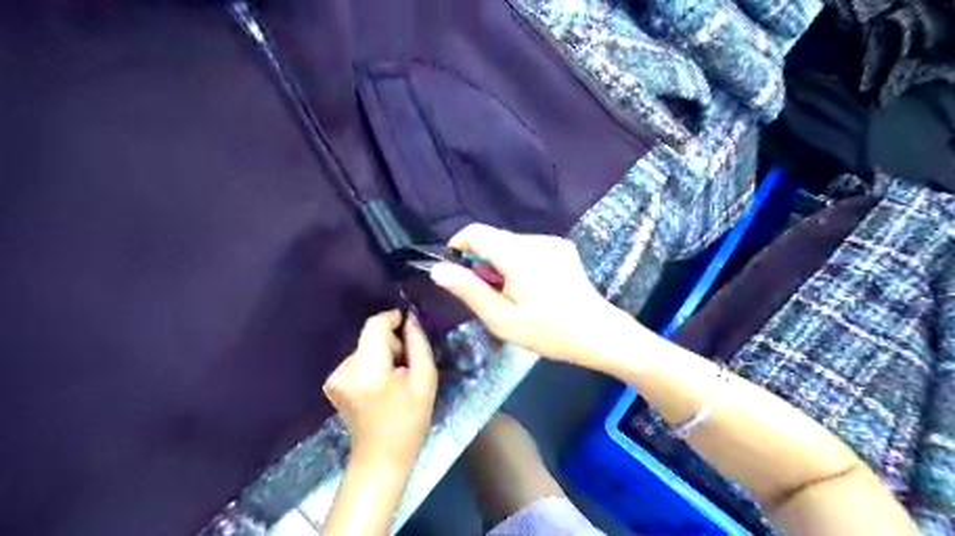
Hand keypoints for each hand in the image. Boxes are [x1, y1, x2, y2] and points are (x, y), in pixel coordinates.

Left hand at [324, 310, 436, 468]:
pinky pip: (358, 360)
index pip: (375, 326)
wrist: (382, 457)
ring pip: (365, 348)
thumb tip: (410, 319)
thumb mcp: (425, 379)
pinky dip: (371, 365)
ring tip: (394, 380)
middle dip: (391, 344)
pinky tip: (380, 386)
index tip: (408, 325)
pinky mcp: (333, 383)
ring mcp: (335, 377)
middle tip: (406, 367)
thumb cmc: (410, 420)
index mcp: (368, 369)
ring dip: (382, 355)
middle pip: (370, 337)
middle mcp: (345, 369)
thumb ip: (418, 344)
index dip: (392, 318)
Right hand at [432, 223, 627, 368]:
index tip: (457, 271)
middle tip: (491, 295)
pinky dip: (520, 263)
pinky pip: (529, 248)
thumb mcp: (501, 317)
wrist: (597, 333)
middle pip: (494, 239)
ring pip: (511, 244)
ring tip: (514, 295)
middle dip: (483, 262)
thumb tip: (438, 269)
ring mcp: (552, 242)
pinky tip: (532, 288)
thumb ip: (468, 290)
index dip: (458, 246)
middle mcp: (536, 239)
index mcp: (518, 254)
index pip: (476, 232)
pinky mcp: (563, 248)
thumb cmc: (547, 331)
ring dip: (502, 264)